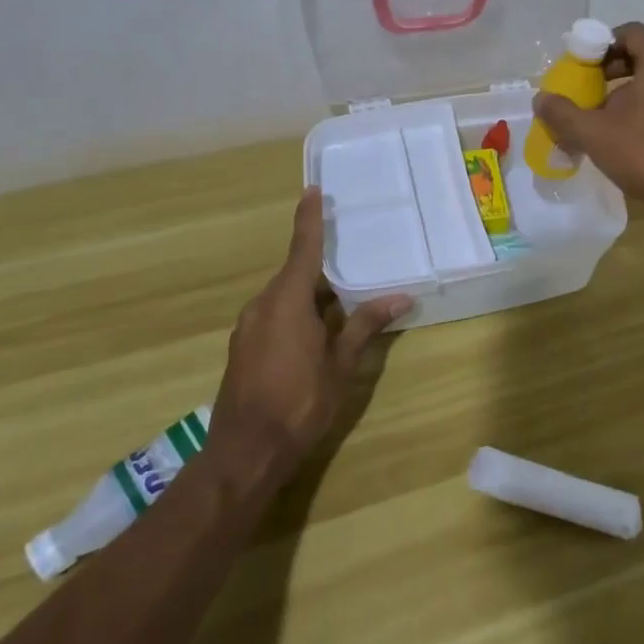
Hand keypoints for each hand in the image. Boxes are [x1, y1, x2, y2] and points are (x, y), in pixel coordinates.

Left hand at [209, 188, 412, 481]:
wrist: (245, 452)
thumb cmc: (299, 402)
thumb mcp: (341, 364)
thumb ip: (366, 325)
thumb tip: (400, 296)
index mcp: (287, 300)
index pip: (302, 248)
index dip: (309, 219)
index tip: (313, 191)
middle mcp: (263, 304)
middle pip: (295, 274)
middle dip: (321, 270)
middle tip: (351, 264)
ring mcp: (248, 326)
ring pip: (284, 297)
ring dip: (310, 296)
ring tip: (340, 306)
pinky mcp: (242, 347)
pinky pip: (273, 315)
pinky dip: (295, 314)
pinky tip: (313, 336)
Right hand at [532, 22, 643, 228]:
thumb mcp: (594, 133)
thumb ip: (563, 113)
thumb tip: (541, 99)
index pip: (632, 33)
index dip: (602, 42)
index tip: (581, 64)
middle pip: (642, 57)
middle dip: (609, 71)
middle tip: (586, 92)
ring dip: (624, 95)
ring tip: (600, 121)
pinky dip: (642, 111)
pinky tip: (624, 140)